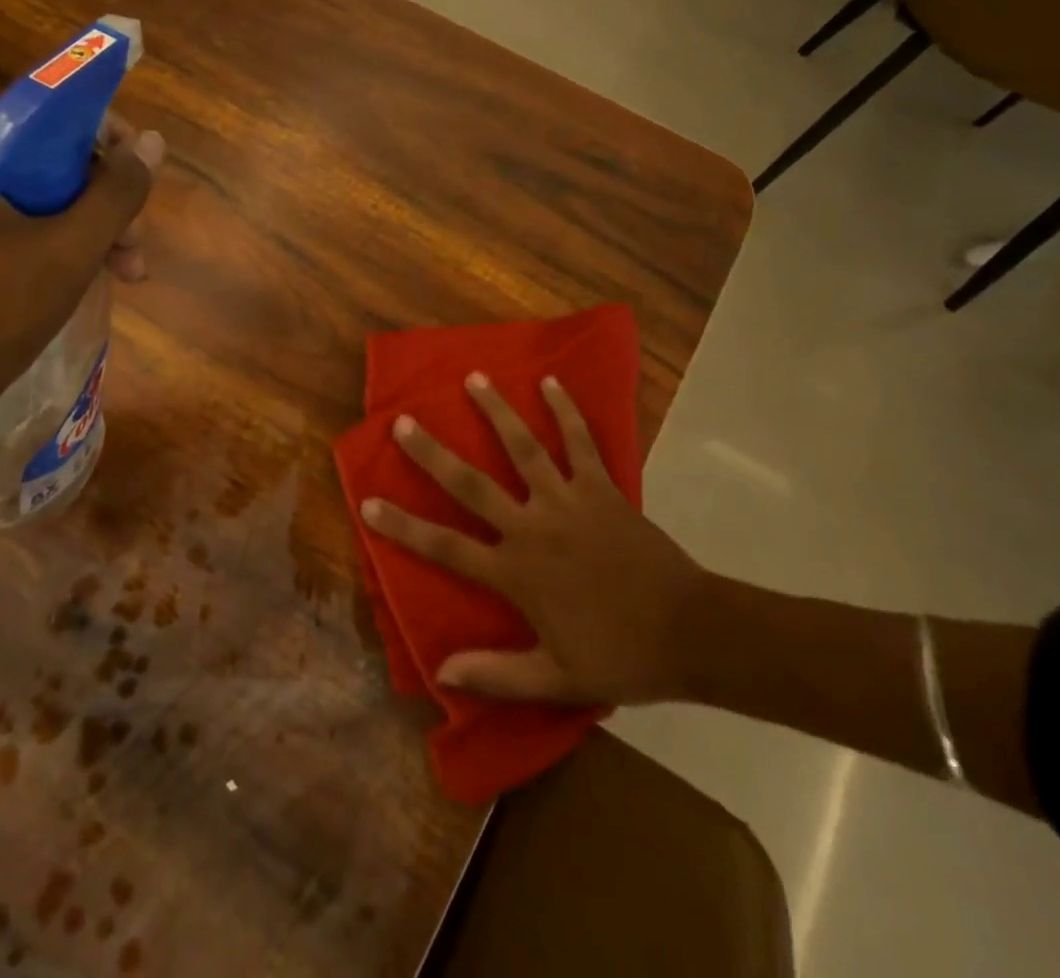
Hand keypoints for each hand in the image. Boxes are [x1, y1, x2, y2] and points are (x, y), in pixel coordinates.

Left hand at [0, 111, 163, 429]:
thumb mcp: (69, 252)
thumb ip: (117, 192)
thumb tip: (154, 143)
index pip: (44, 109)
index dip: (104, 134)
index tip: (141, 171)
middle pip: (48, 155)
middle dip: (104, 196)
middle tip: (137, 241)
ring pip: (42, 193)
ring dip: (93, 225)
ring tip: (131, 271)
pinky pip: (23, 220)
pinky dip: (64, 242)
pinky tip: (100, 274)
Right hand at [361, 373, 714, 705]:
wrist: (691, 633)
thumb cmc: (620, 656)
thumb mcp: (556, 679)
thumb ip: (496, 675)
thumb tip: (441, 670)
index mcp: (516, 573)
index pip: (446, 547)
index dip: (404, 526)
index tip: (368, 503)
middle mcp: (533, 527)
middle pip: (472, 485)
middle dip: (433, 453)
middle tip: (404, 421)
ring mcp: (568, 501)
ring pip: (524, 448)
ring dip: (497, 412)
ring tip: (474, 379)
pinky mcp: (602, 488)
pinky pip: (581, 442)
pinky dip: (566, 410)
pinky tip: (551, 382)